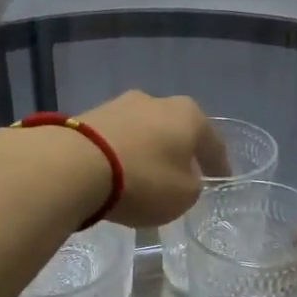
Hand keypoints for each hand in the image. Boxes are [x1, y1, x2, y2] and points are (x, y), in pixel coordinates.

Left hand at [75, 91, 229, 226]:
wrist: (75, 165)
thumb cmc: (144, 179)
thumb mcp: (183, 196)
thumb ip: (191, 186)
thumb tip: (183, 178)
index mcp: (189, 115)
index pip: (213, 142)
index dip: (219, 164)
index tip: (221, 179)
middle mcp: (157, 101)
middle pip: (176, 130)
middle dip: (179, 151)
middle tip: (182, 174)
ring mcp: (119, 104)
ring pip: (143, 132)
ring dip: (147, 151)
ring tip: (145, 176)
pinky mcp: (89, 116)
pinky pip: (116, 140)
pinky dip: (121, 154)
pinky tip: (117, 173)